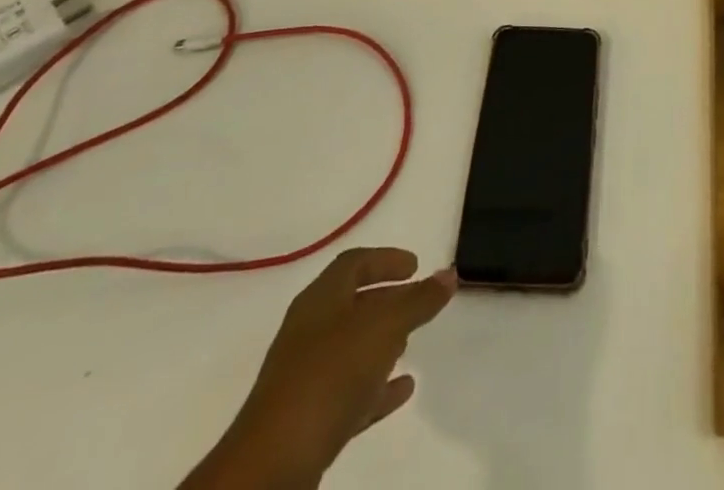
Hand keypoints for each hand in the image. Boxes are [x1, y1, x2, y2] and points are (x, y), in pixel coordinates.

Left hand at [182, 248, 455, 489]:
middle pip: (352, 304)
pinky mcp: (308, 418)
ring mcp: (306, 376)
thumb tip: (449, 274)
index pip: (355, 263)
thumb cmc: (331, 374)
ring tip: (410, 345)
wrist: (274, 464)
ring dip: (381, 344)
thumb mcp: (385, 326)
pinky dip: (377, 386)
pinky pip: (350, 392)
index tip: (416, 265)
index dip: (386, 259)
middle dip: (386, 301)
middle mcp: (309, 330)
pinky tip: (403, 389)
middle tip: (417, 303)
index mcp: (321, 298)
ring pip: (350, 349)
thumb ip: (419, 300)